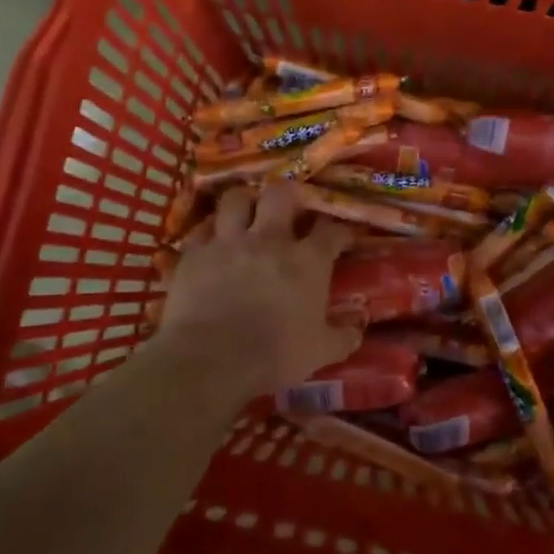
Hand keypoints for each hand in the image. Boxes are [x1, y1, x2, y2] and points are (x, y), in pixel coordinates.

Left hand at [157, 181, 360, 395]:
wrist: (212, 359)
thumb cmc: (275, 355)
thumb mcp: (321, 352)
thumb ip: (343, 337)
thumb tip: (358, 329)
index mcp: (307, 261)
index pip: (330, 230)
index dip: (338, 230)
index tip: (340, 237)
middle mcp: (269, 239)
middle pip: (281, 194)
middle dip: (288, 194)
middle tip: (288, 207)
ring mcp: (229, 242)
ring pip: (236, 199)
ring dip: (244, 202)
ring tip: (246, 212)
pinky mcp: (195, 253)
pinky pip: (202, 228)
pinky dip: (209, 231)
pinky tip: (212, 240)